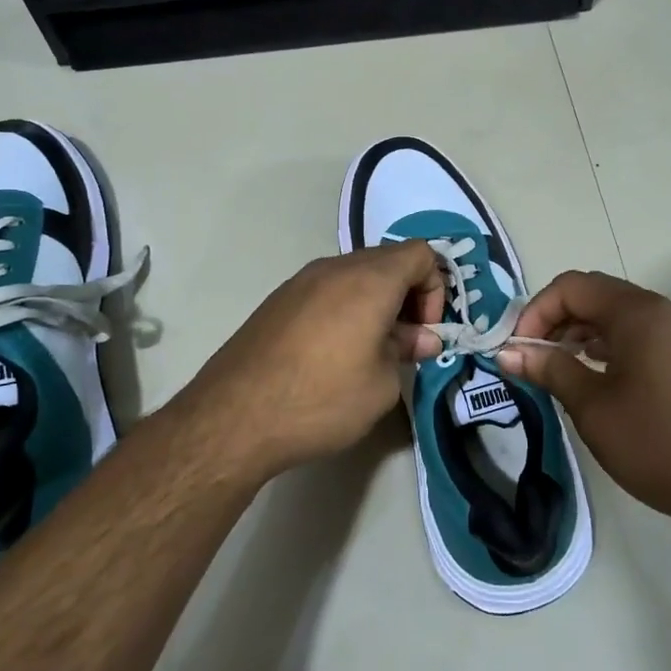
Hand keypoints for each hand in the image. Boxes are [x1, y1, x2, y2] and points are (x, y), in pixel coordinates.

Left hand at [165, 241, 445, 478]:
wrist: (234, 417)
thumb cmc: (322, 399)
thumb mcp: (381, 384)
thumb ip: (406, 350)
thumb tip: (420, 338)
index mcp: (369, 279)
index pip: (421, 254)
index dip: (435, 289)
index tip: (424, 332)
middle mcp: (335, 268)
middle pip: (388, 260)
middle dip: (408, 295)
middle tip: (404, 342)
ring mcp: (300, 281)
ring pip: (355, 275)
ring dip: (375, 302)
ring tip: (370, 350)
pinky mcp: (277, 300)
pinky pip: (326, 290)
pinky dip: (344, 308)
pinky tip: (334, 352)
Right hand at [497, 272, 670, 533]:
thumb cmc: (659, 443)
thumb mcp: (593, 407)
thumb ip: (549, 369)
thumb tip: (507, 351)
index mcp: (638, 313)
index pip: (572, 286)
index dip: (536, 311)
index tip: (518, 349)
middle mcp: (662, 310)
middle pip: (595, 295)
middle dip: (556, 319)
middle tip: (532, 357)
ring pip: (617, 315)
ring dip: (581, 332)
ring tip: (557, 368)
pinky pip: (639, 334)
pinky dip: (608, 345)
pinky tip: (594, 376)